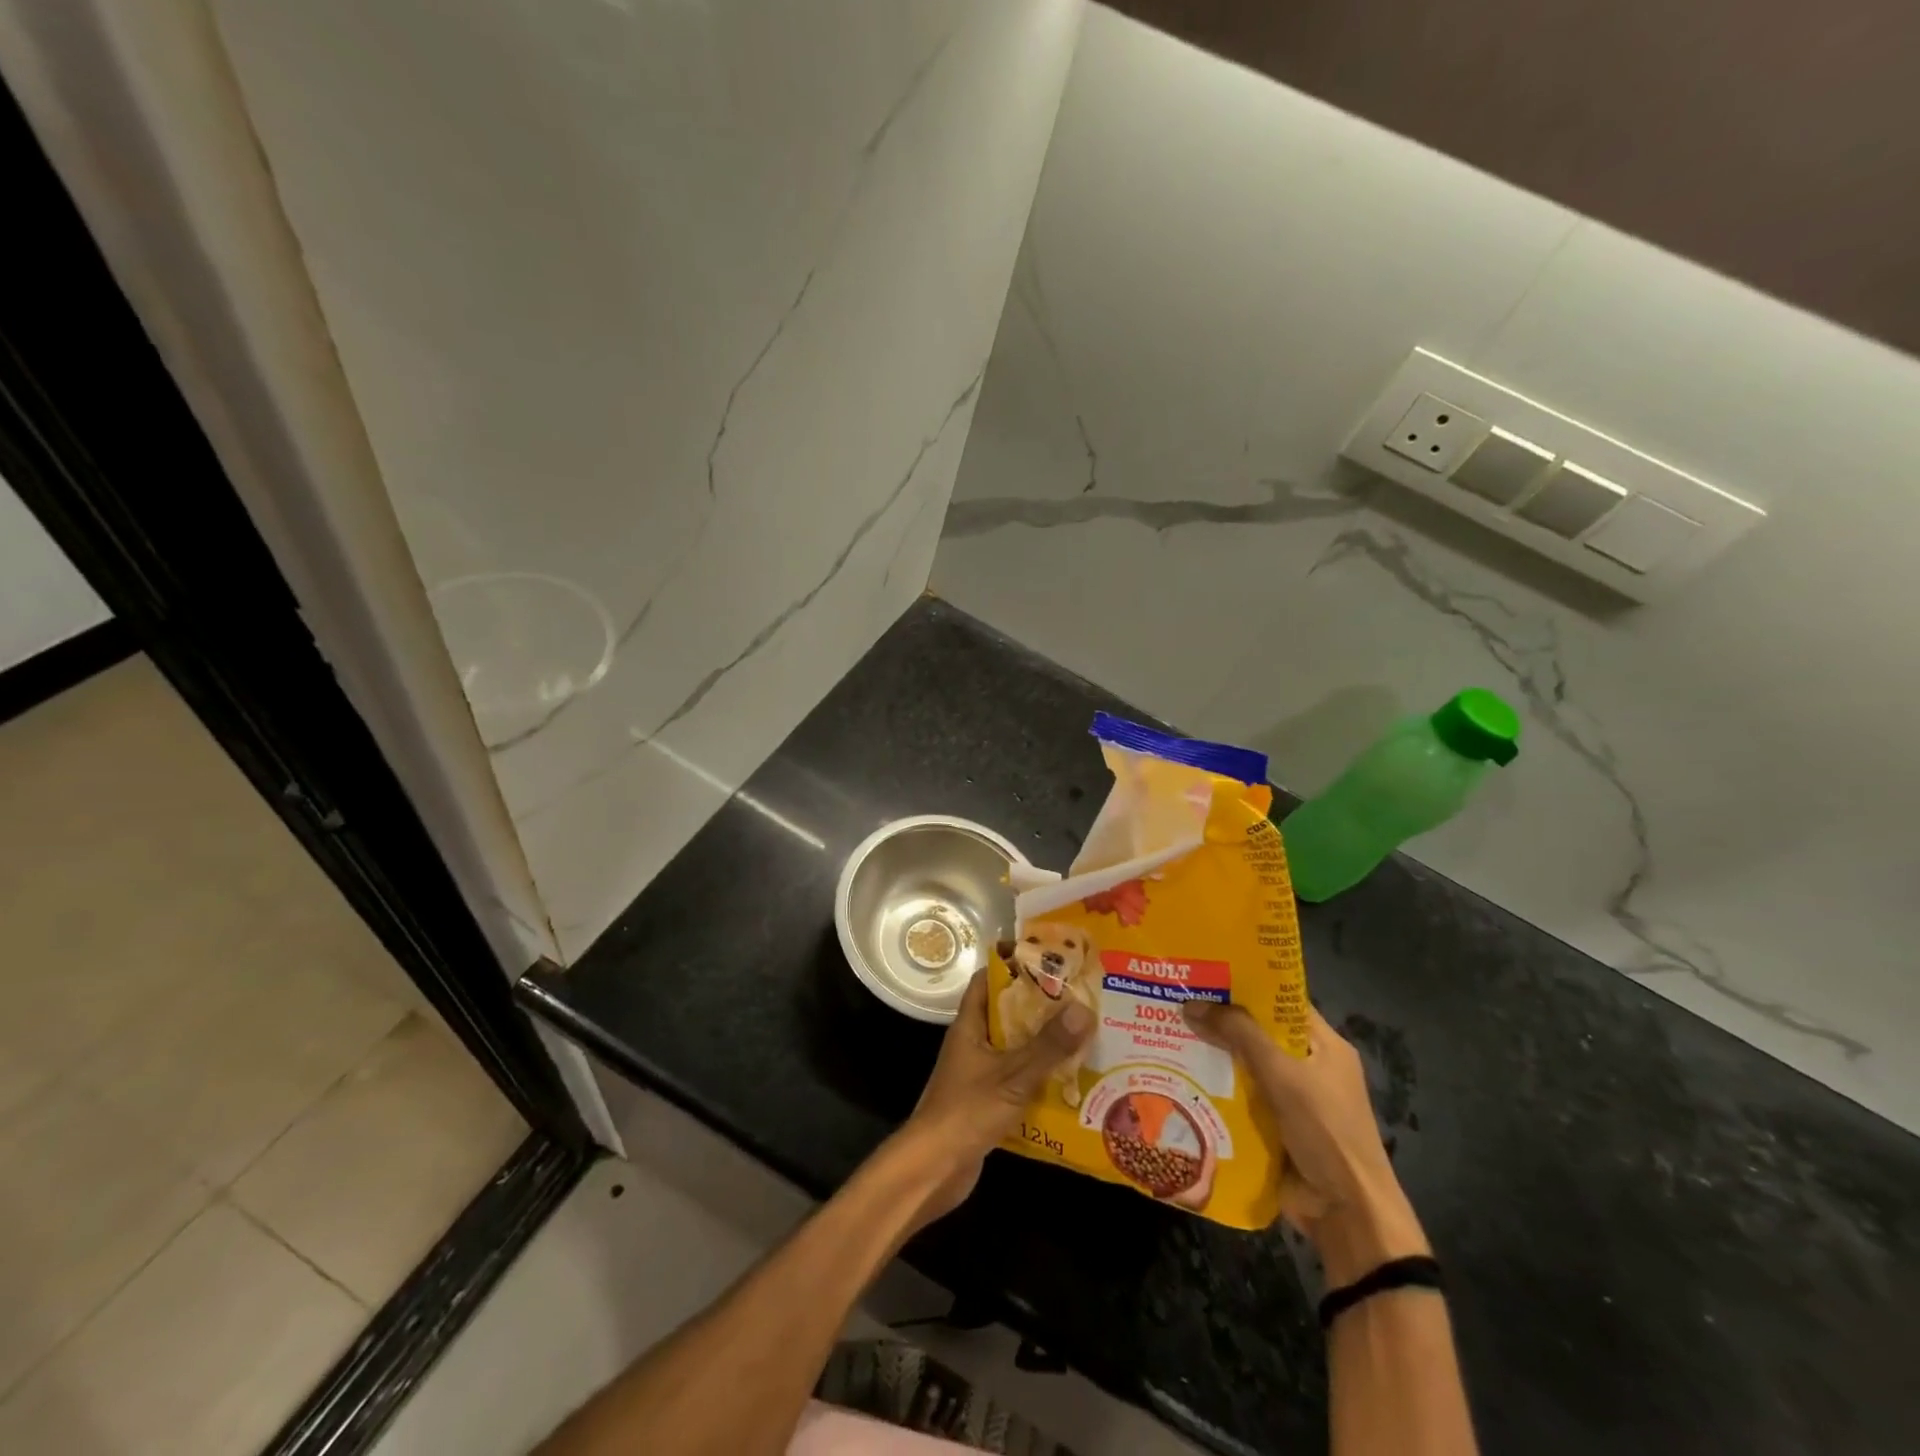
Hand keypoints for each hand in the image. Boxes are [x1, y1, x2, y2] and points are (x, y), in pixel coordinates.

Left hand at [898, 970, 1093, 1225]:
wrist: (934, 1169)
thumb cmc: (967, 1111)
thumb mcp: (1013, 1075)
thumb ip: (1048, 1045)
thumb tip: (1084, 1007)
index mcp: (969, 1026)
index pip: (988, 981)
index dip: (1014, 967)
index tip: (1048, 961)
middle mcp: (972, 1044)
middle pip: (1007, 1015)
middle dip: (1040, 1008)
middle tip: (1080, 1000)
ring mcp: (978, 1074)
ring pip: (1014, 1049)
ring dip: (1043, 1045)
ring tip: (1084, 1037)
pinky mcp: (987, 1103)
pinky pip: (1017, 1080)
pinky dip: (1039, 1078)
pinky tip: (1070, 1083)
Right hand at [1183, 1001, 1427, 1280]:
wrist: (1347, 1213)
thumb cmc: (1325, 1130)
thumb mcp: (1282, 1073)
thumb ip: (1239, 1034)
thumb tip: (1191, 1003)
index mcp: (1323, 1045)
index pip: (1280, 1002)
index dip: (1246, 985)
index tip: (1204, 973)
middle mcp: (1308, 1067)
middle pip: (1257, 1034)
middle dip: (1219, 1021)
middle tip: (1174, 1001)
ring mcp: (1290, 1100)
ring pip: (1243, 1067)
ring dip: (1211, 1057)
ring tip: (1165, 1035)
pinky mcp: (1273, 1128)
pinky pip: (1238, 1099)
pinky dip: (1214, 1090)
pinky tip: (1178, 1079)